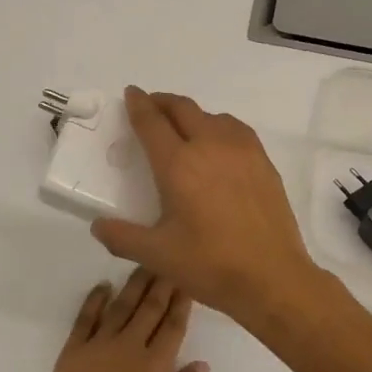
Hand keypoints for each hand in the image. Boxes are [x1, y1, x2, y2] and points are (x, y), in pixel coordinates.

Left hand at [28, 267, 209, 371]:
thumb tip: (201, 363)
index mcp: (154, 368)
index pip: (173, 326)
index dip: (182, 302)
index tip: (189, 279)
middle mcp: (128, 348)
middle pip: (149, 309)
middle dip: (161, 283)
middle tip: (170, 258)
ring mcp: (97, 348)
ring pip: (120, 307)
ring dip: (133, 284)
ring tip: (144, 263)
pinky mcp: (71, 354)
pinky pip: (85, 319)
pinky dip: (94, 301)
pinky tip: (103, 287)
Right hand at [91, 88, 326, 327]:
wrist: (273, 277)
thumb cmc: (210, 265)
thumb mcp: (157, 256)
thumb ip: (122, 237)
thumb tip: (98, 225)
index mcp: (179, 164)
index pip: (152, 122)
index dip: (138, 105)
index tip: (130, 94)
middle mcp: (210, 146)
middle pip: (183, 109)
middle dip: (163, 102)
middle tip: (151, 106)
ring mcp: (242, 151)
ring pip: (212, 116)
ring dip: (192, 114)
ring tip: (183, 128)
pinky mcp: (264, 162)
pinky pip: (236, 130)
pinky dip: (219, 126)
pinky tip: (218, 146)